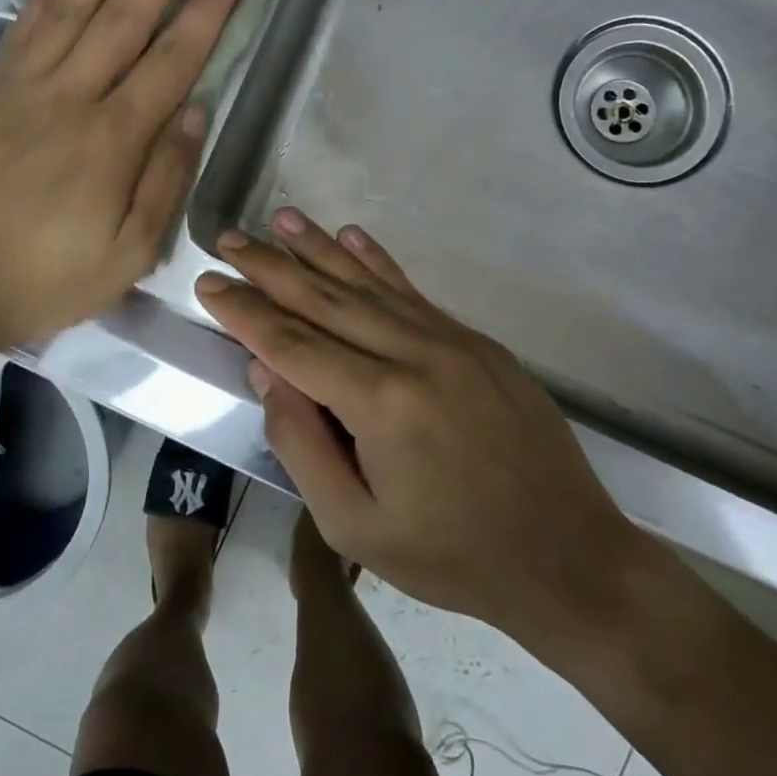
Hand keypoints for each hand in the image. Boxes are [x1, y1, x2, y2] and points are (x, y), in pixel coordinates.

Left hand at [0, 0, 242, 353]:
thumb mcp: (127, 255)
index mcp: (112, 140)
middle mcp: (70, 97)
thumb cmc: (41, 281)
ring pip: (70, 6)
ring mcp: (21, 88)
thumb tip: (196, 111)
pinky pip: (21, 29)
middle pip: (126, 14)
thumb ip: (164, 179)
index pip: (172, 58)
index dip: (207, 8)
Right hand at [195, 210, 642, 661]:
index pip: (292, 343)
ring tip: (280, 218)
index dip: (244, 312)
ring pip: (367, 283)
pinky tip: (352, 234)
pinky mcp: (475, 342)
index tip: (208, 283)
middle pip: (324, 298)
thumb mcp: (356, 528)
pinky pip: (412, 291)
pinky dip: (377, 260)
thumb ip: (302, 446)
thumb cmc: (452, 557)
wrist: (569, 557)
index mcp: (380, 403)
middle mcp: (413, 354)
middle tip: (229, 238)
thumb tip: (268, 373)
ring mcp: (450, 341)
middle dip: (270, 266)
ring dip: (319, 248)